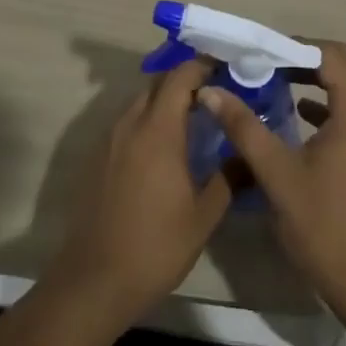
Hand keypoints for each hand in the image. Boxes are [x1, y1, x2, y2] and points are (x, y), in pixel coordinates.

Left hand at [43, 57, 231, 328]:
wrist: (95, 280)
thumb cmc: (156, 246)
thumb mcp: (204, 215)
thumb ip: (229, 177)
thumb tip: (250, 153)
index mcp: (158, 130)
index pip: (180, 77)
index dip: (202, 65)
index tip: (226, 68)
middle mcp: (130, 124)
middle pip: (158, 84)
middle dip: (185, 81)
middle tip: (215, 95)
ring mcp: (109, 140)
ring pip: (140, 102)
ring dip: (165, 101)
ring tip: (194, 120)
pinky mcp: (98, 158)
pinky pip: (127, 123)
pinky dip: (148, 121)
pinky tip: (164, 148)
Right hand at [198, 40, 345, 325]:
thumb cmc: (323, 225)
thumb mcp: (277, 173)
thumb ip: (244, 127)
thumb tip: (210, 91)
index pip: (329, 55)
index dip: (293, 47)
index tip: (257, 52)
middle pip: (343, 63)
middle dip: (303, 57)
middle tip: (264, 62)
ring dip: (314, 78)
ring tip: (272, 81)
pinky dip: (324, 102)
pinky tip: (292, 114)